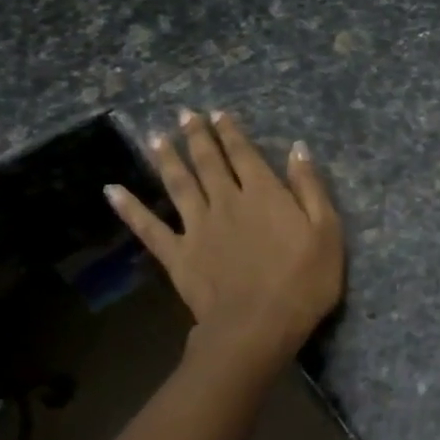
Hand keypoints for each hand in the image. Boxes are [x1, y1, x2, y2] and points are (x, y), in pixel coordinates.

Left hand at [105, 110, 343, 367]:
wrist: (258, 326)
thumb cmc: (303, 281)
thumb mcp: (327, 231)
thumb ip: (310, 188)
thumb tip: (298, 149)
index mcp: (264, 194)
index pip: (244, 155)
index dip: (231, 132)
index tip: (218, 113)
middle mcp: (227, 201)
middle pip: (209, 163)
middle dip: (198, 136)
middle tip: (185, 115)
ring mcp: (198, 227)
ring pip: (179, 185)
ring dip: (167, 159)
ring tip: (156, 137)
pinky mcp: (178, 255)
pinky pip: (149, 228)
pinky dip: (130, 209)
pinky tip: (112, 191)